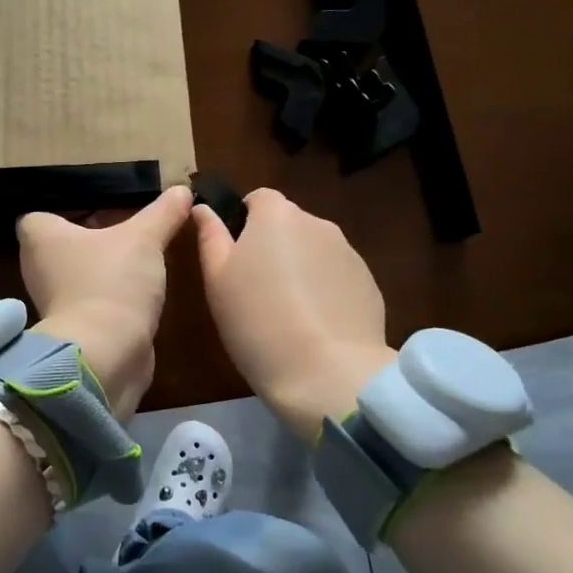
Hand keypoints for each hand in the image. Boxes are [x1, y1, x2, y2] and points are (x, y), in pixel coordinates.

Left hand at [17, 185, 192, 419]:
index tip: (94, 210)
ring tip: (136, 260)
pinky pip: (91, 304)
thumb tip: (183, 189)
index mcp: (40, 238)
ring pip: (77, 277)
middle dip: (89, 241)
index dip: (61, 213)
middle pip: (60, 247)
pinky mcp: (73, 330)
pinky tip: (137, 293)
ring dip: (102, 271)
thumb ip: (162, 213)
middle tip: (124, 230)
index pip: (36, 218)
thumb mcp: (144, 239)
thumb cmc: (111, 282)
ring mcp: (53, 303)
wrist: (105, 355)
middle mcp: (38, 268)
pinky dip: (109, 299)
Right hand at [193, 188, 396, 441]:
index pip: (257, 198)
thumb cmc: (257, 321)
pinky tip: (314, 326)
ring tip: (286, 312)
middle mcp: (317, 223)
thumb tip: (203, 208)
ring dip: (299, 268)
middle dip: (271, 246)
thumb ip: (210, 236)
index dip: (243, 222)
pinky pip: (336, 277)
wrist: (328, 373)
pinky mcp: (369, 284)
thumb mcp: (217, 280)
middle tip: (254, 289)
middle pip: (288, 224)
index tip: (233, 257)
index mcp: (276, 215)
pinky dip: (324, 291)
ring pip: (313, 251)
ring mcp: (348, 253)